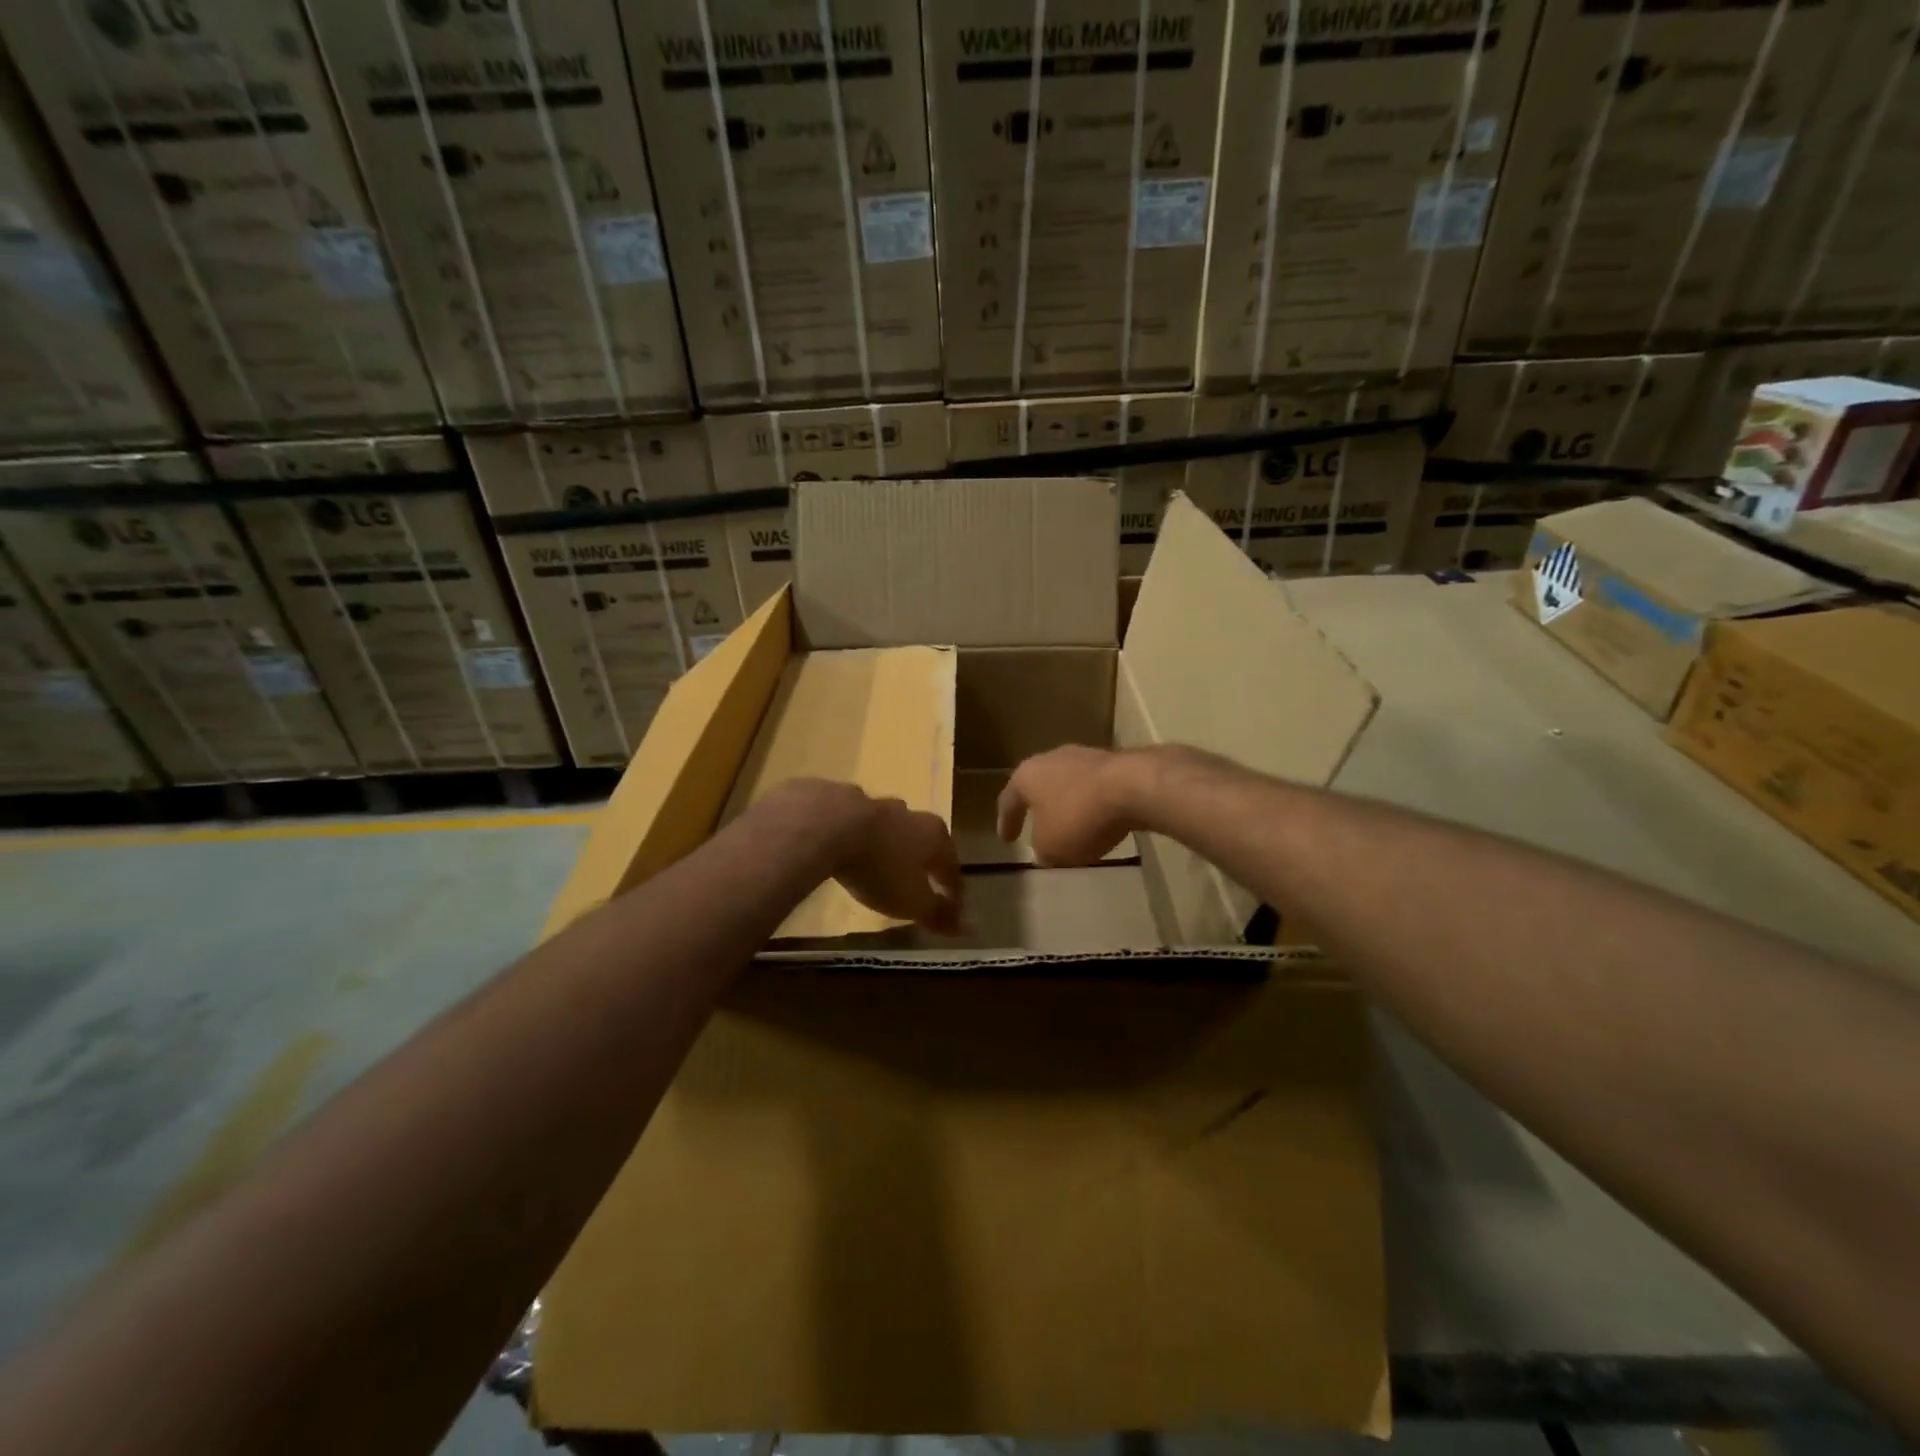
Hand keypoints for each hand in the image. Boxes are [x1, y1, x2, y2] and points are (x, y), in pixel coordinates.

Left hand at [834, 795, 965, 934]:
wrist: (827, 824)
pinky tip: (848, 843)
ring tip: (884, 860)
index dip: (954, 892)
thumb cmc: (880, 867)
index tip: (954, 911)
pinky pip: (857, 822)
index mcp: (934, 836)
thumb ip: (938, 914)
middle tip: (921, 880)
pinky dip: (858, 835)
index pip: (952, 868)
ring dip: (890, 843)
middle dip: (924, 861)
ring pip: (890, 827)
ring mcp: (876, 803)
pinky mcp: (843, 800)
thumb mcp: (912, 901)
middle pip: (924, 841)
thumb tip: (969, 928)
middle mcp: (911, 813)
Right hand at [996, 745, 1143, 866]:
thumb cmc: (1078, 817)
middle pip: (1039, 785)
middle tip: (1036, 825)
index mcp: (1027, 776)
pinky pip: (1095, 788)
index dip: (1006, 822)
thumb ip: (1042, 850)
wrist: (1133, 787)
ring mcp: (1085, 756)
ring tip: (1071, 825)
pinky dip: (1092, 804)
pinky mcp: (1115, 762)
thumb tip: (1044, 850)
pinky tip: (1099, 819)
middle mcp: (1052, 759)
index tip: (1007, 839)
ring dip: (1067, 804)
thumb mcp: (1051, 847)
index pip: (1009, 800)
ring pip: (1068, 784)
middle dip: (1038, 807)